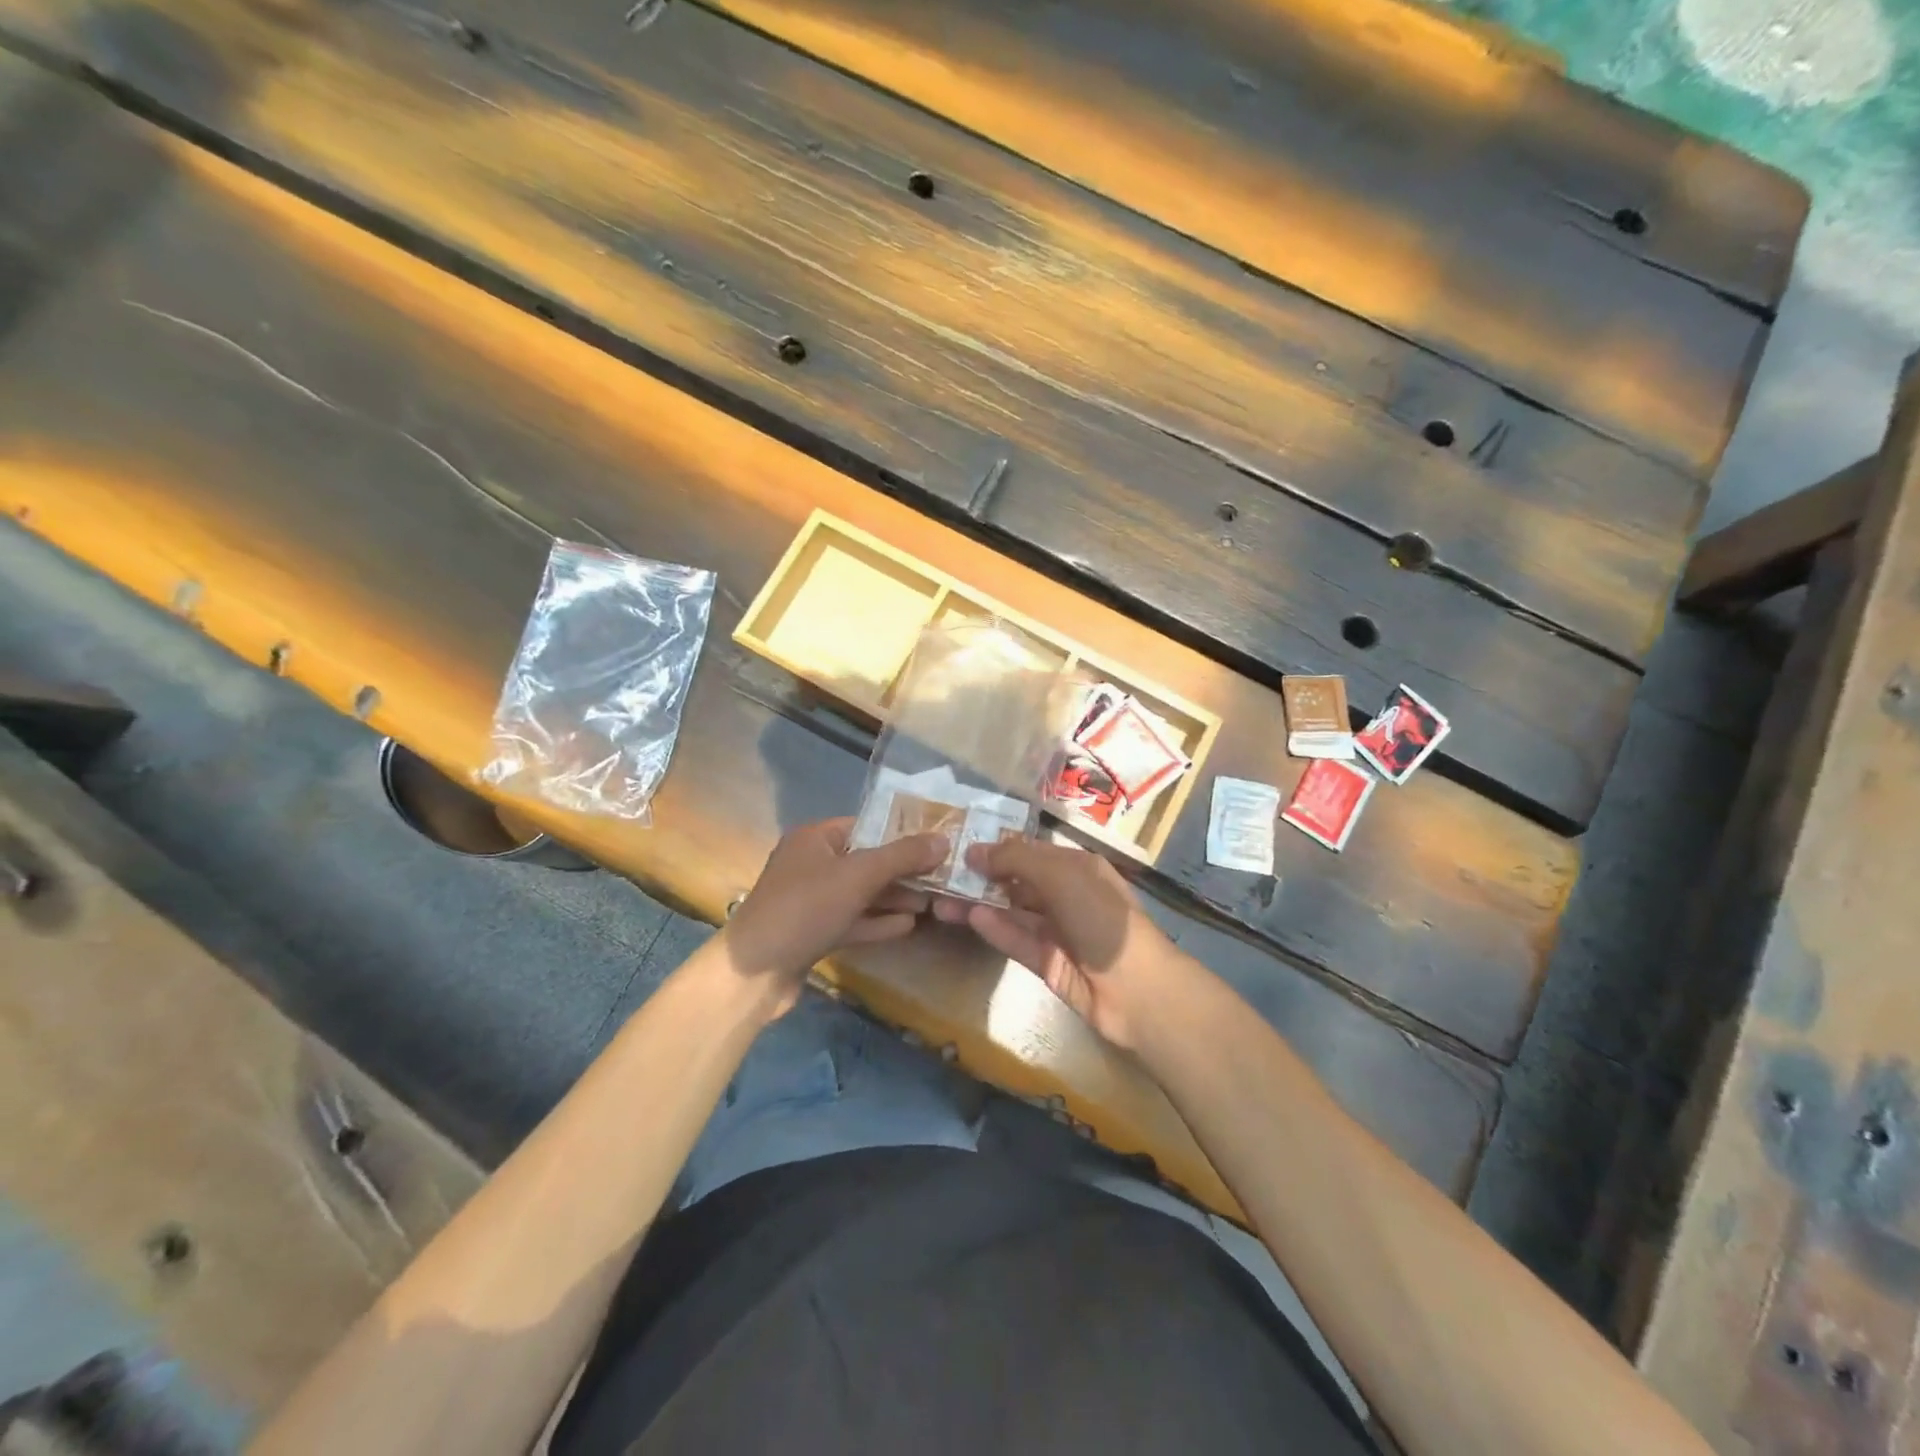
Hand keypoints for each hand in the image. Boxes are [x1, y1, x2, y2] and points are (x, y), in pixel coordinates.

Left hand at [720, 817, 947, 1011]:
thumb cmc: (805, 908)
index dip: (901, 833)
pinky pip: (852, 920)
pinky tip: (909, 925)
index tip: (937, 843)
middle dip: (902, 870)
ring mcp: (811, 901)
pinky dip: (878, 921)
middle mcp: (811, 864)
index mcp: (815, 839)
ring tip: (932, 901)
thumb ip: (903, 856)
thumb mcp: (859, 875)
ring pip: (861, 893)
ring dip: (894, 897)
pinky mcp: (813, 933)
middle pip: (866, 861)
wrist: (754, 972)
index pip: (866, 826)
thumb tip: (944, 840)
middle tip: (941, 876)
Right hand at [933, 838, 1189, 1049]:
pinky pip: (1018, 940)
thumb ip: (1017, 859)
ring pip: (1012, 912)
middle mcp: (1068, 895)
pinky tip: (969, 918)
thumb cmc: (1102, 919)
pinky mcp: (1049, 963)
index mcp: (1078, 867)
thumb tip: (975, 850)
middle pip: (1018, 881)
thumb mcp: (1061, 876)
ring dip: (979, 904)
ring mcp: (1058, 931)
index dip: (997, 848)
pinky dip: (996, 928)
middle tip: (940, 875)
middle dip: (982, 877)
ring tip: (939, 899)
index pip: (1031, 851)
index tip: (958, 847)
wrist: (1138, 990)